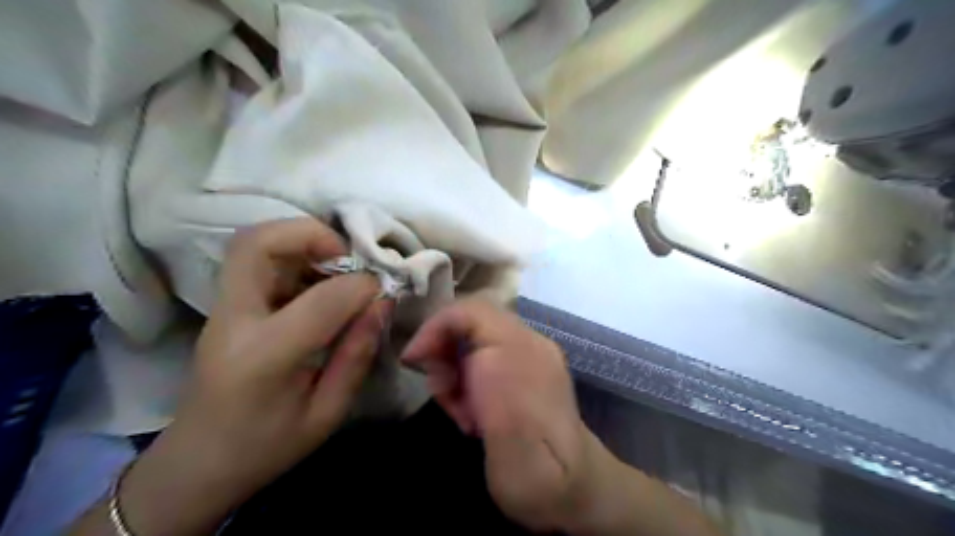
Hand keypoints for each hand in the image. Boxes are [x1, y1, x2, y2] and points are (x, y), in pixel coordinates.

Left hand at [70, 217, 392, 534]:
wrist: (198, 463)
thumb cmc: (266, 446)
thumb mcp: (327, 413)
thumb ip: (357, 354)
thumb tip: (381, 303)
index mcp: (263, 359)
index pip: (319, 300)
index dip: (360, 286)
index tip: (382, 290)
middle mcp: (233, 322)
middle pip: (256, 243)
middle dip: (312, 234)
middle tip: (348, 257)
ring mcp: (221, 310)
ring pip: (252, 243)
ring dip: (302, 241)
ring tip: (338, 267)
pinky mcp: (225, 306)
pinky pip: (256, 260)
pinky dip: (294, 256)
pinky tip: (319, 283)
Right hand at [401, 299, 602, 533]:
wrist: (574, 489)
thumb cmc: (533, 474)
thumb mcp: (502, 439)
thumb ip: (484, 386)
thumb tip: (459, 356)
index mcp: (523, 354)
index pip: (471, 310)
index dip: (434, 327)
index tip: (413, 360)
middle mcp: (531, 344)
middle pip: (470, 323)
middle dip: (444, 354)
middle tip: (442, 393)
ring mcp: (533, 354)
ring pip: (475, 340)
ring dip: (455, 371)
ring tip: (461, 413)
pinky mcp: (530, 368)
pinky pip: (487, 356)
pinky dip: (469, 377)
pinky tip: (474, 413)